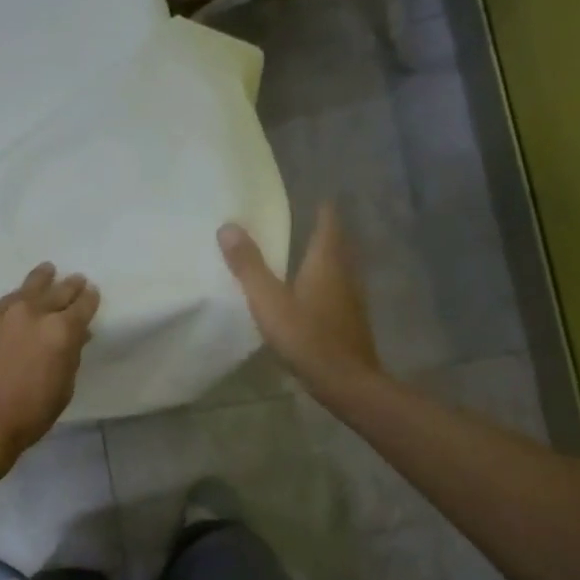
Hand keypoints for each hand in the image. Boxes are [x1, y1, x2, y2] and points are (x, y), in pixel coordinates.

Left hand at [0, 263, 100, 475]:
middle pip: (56, 292)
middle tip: (77, 280)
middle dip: (69, 286)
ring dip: (40, 280)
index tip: (92, 293)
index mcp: (61, 331)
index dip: (90, 299)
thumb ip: (71, 356)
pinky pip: (1, 305)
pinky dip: (13, 300)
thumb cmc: (30, 414)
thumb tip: (76, 337)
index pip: (82, 306)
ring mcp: (1, 315)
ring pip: (26, 290)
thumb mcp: (63, 388)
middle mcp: (32, 313)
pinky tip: (15, 300)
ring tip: (47, 271)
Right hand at [219, 203, 379, 386]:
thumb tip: (227, 226)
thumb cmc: (306, 337)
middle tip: (302, 223)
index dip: (322, 208)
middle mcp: (344, 273)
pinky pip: (337, 291)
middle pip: (336, 244)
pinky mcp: (350, 321)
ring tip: (302, 256)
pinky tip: (311, 296)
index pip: (329, 222)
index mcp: (326, 262)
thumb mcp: (268, 301)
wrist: (346, 381)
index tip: (311, 198)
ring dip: (324, 259)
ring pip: (339, 268)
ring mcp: (351, 298)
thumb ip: (248, 266)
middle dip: (322, 232)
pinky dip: (325, 285)